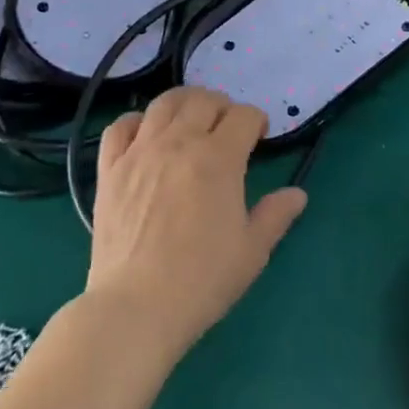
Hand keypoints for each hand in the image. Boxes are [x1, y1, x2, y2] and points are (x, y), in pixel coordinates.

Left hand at [87, 87, 307, 364]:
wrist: (135, 308)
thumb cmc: (201, 280)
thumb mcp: (252, 251)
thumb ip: (276, 215)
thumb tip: (297, 194)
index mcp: (219, 157)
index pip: (244, 116)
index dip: (256, 121)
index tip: (258, 137)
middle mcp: (179, 142)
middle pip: (204, 100)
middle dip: (222, 106)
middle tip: (227, 127)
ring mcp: (140, 152)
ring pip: (164, 103)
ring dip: (184, 102)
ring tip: (190, 118)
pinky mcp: (110, 169)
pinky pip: (119, 127)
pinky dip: (135, 122)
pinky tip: (145, 135)